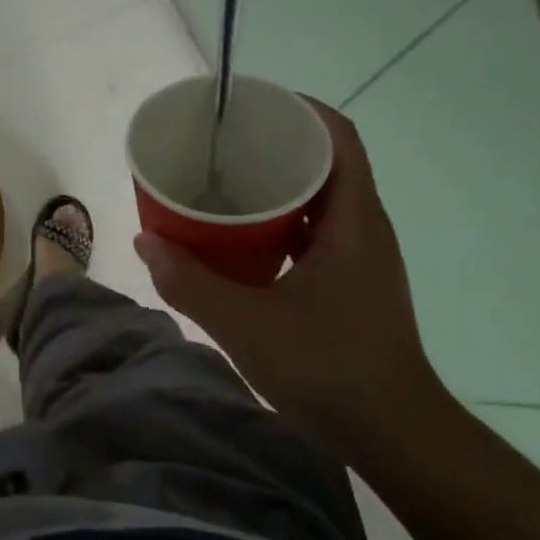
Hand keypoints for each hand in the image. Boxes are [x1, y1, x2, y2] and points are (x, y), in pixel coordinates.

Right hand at [133, 100, 445, 439]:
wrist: (392, 435)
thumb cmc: (328, 367)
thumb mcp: (246, 323)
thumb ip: (190, 282)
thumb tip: (146, 241)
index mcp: (353, 220)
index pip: (338, 137)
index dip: (299, 109)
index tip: (250, 105)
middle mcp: (363, 230)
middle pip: (324, 165)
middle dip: (275, 147)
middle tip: (221, 147)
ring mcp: (360, 261)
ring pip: (317, 205)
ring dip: (275, 191)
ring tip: (223, 187)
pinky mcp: (350, 288)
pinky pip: (313, 238)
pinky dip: (278, 229)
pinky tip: (240, 244)